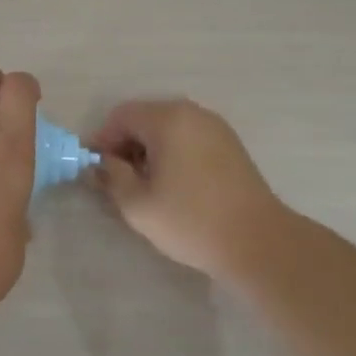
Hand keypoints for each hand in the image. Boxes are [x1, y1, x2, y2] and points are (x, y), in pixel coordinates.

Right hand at [86, 99, 287, 283]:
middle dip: (125, 144)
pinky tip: (174, 184)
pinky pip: (188, 137)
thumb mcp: (137, 204)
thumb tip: (98, 164)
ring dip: (148, 149)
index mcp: (167, 119)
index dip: (102, 140)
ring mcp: (215, 127)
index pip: (120, 116)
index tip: (96, 170)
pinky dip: (172, 152)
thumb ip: (111, 177)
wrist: (259, 242)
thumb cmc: (191, 220)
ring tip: (146, 185)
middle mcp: (192, 113)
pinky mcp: (230, 144)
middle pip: (144, 118)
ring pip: (167, 128)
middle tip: (119, 180)